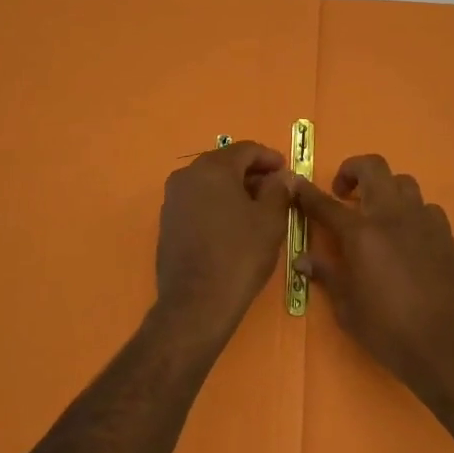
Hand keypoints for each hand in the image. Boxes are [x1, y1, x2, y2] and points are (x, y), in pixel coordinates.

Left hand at [152, 140, 292, 343]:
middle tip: (275, 189)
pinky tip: (233, 224)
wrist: (196, 303)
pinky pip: (197, 201)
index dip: (269, 157)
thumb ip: (279, 190)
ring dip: (234, 188)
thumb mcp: (270, 221)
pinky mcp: (167, 221)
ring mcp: (172, 199)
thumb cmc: (239, 256)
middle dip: (251, 173)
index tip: (286, 171)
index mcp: (212, 168)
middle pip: (224, 163)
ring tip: (257, 208)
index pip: (245, 149)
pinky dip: (217, 203)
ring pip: (209, 182)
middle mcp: (186, 175)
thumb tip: (283, 176)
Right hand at [292, 154, 453, 386]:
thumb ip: (327, 275)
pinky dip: (412, 212)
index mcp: (360, 233)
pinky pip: (427, 208)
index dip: (307, 192)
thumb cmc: (387, 329)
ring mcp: (423, 221)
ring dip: (385, 189)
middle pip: (372, 168)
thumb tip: (303, 260)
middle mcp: (391, 216)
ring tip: (376, 212)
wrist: (445, 346)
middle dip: (352, 170)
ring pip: (403, 182)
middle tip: (342, 192)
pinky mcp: (446, 235)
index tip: (296, 184)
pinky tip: (407, 235)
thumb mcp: (346, 307)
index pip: (326, 203)